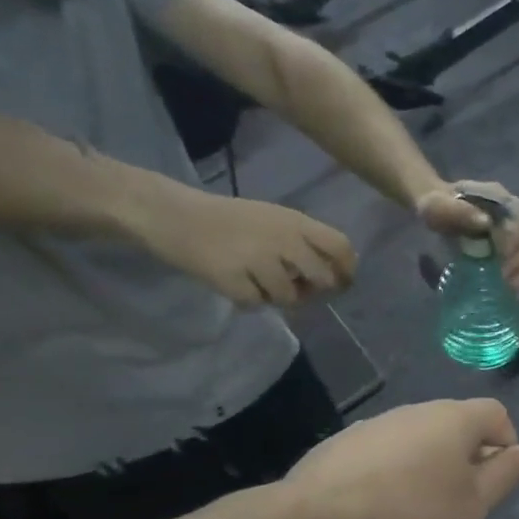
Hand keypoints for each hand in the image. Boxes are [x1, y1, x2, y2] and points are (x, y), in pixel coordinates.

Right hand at [136, 187, 356, 306]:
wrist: (171, 214)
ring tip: (256, 282)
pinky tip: (235, 284)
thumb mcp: (275, 220)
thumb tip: (337, 275)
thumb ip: (305, 242)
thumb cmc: (229, 220)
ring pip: (289, 297)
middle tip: (296, 290)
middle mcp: (283, 239)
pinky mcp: (232, 278)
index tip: (342, 284)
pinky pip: (256, 304)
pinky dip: (248, 301)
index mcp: (295, 222)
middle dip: (313, 292)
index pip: (341, 246)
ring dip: (276, 297)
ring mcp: (257, 259)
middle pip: (323, 280)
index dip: (347, 270)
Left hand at [284, 398, 518, 518]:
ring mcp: (380, 421)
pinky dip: (394, 468)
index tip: (494, 479)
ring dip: (429, 460)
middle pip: (457, 422)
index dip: (505, 442)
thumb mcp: (474, 503)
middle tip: (460, 495)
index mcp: (456, 418)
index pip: (497, 413)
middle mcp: (419, 409)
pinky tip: (381, 502)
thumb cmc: (415, 510)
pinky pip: (386, 448)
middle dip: (467, 453)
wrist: (323, 517)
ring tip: (418, 503)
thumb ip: (507, 474)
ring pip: (420, 435)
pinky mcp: (347, 440)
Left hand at [416, 180, 518, 290]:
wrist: (441, 216)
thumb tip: (486, 223)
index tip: (499, 257)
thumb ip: (456, 211)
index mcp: (498, 197)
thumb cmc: (437, 211)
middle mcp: (516, 212)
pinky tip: (512, 289)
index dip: (514, 238)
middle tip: (502, 278)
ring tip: (507, 286)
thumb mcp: (436, 208)